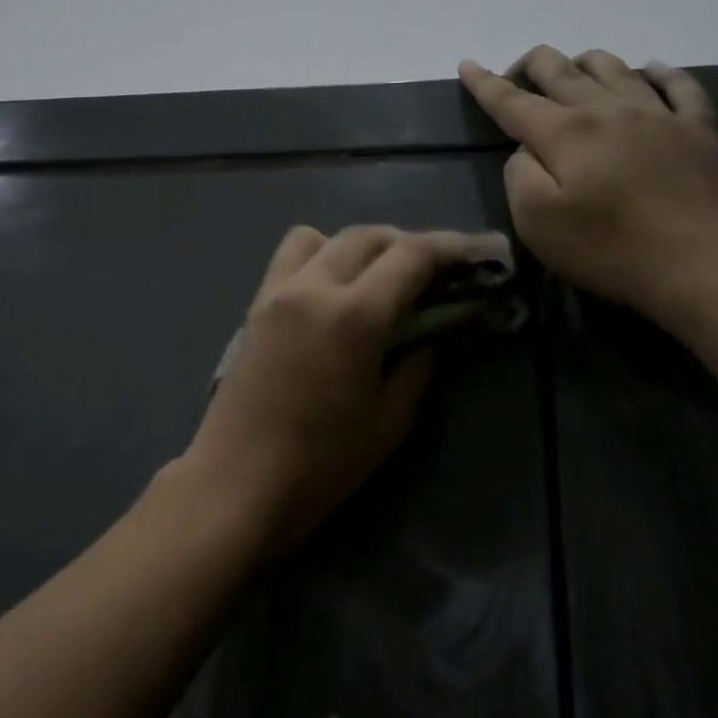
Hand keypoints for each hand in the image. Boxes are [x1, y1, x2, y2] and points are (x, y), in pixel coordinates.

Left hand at [186, 225, 489, 548]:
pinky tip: (333, 295)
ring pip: (322, 236)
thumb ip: (418, 365)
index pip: (411, 255)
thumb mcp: (390, 420)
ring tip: (377, 279)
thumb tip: (431, 334)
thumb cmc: (323, 462)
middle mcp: (313, 287)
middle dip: (408, 244)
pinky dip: (320, 257)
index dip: (451, 247)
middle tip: (434, 271)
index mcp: (354, 315)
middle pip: (368, 236)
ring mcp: (277, 292)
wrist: (239, 482)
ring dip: (358, 245)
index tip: (478, 252)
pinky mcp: (254, 307)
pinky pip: (290, 259)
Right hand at [459, 46, 717, 330]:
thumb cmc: (608, 249)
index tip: (467, 65)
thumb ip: (520, 176)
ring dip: (584, 64)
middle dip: (531, 65)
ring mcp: (658, 114)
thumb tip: (527, 150)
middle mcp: (608, 109)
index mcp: (565, 133)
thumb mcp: (537, 223)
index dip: (485, 83)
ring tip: (573, 73)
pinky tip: (650, 71)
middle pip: (561, 70)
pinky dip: (658, 73)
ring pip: (614, 67)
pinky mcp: (697, 129)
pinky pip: (678, 84)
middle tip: (516, 76)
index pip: (513, 101)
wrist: (699, 264)